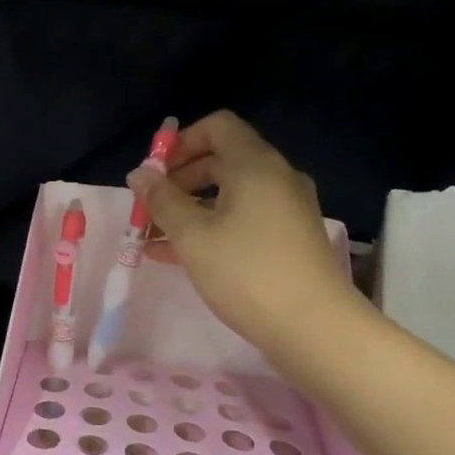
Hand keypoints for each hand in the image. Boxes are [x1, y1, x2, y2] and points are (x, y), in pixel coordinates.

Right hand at [129, 110, 356, 363]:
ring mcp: (286, 209)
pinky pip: (243, 219)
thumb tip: (139, 174)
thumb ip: (162, 201)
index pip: (217, 126)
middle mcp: (276, 177)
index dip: (181, 142)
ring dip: (190, 209)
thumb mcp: (193, 236)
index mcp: (255, 164)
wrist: (315, 328)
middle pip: (221, 160)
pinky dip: (212, 227)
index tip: (154, 173)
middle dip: (179, 180)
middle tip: (149, 207)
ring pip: (230, 194)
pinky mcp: (289, 239)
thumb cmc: (247, 272)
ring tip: (153, 238)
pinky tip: (178, 256)